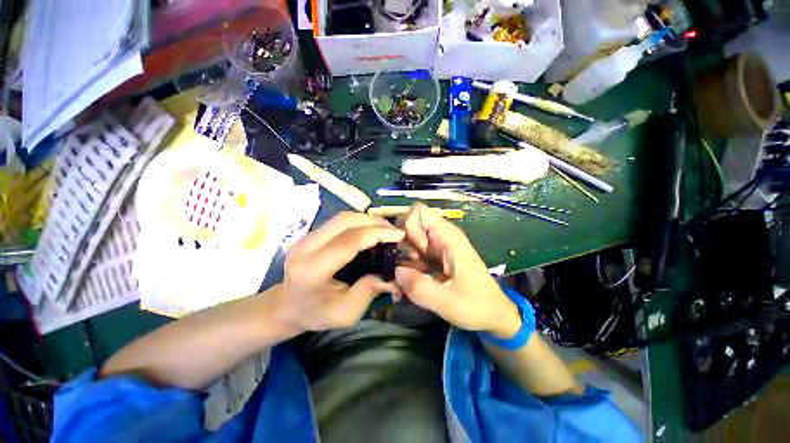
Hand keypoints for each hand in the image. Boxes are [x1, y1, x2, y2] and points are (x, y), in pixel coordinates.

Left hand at [276, 212, 404, 331]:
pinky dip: (358, 221)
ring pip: (342, 217)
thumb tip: (392, 276)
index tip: (399, 235)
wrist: (286, 306)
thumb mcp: (345, 313)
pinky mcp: (310, 233)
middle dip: (374, 222)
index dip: (377, 233)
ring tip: (385, 228)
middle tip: (394, 230)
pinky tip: (370, 229)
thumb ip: (369, 292)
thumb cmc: (315, 313)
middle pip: (345, 221)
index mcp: (313, 269)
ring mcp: (306, 237)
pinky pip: (339, 221)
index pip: (349, 241)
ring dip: (367, 219)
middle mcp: (306, 247)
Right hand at [394, 203, 521, 339]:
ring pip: (409, 240)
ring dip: (403, 259)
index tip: (415, 252)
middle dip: (403, 246)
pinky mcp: (435, 257)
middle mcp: (441, 236)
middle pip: (410, 225)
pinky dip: (408, 266)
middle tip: (410, 268)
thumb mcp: (447, 301)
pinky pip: (414, 253)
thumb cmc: (477, 306)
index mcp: (448, 237)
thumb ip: (419, 287)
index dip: (410, 228)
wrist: (494, 315)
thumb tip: (396, 271)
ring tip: (408, 282)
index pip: (419, 211)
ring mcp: (437, 247)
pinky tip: (409, 285)